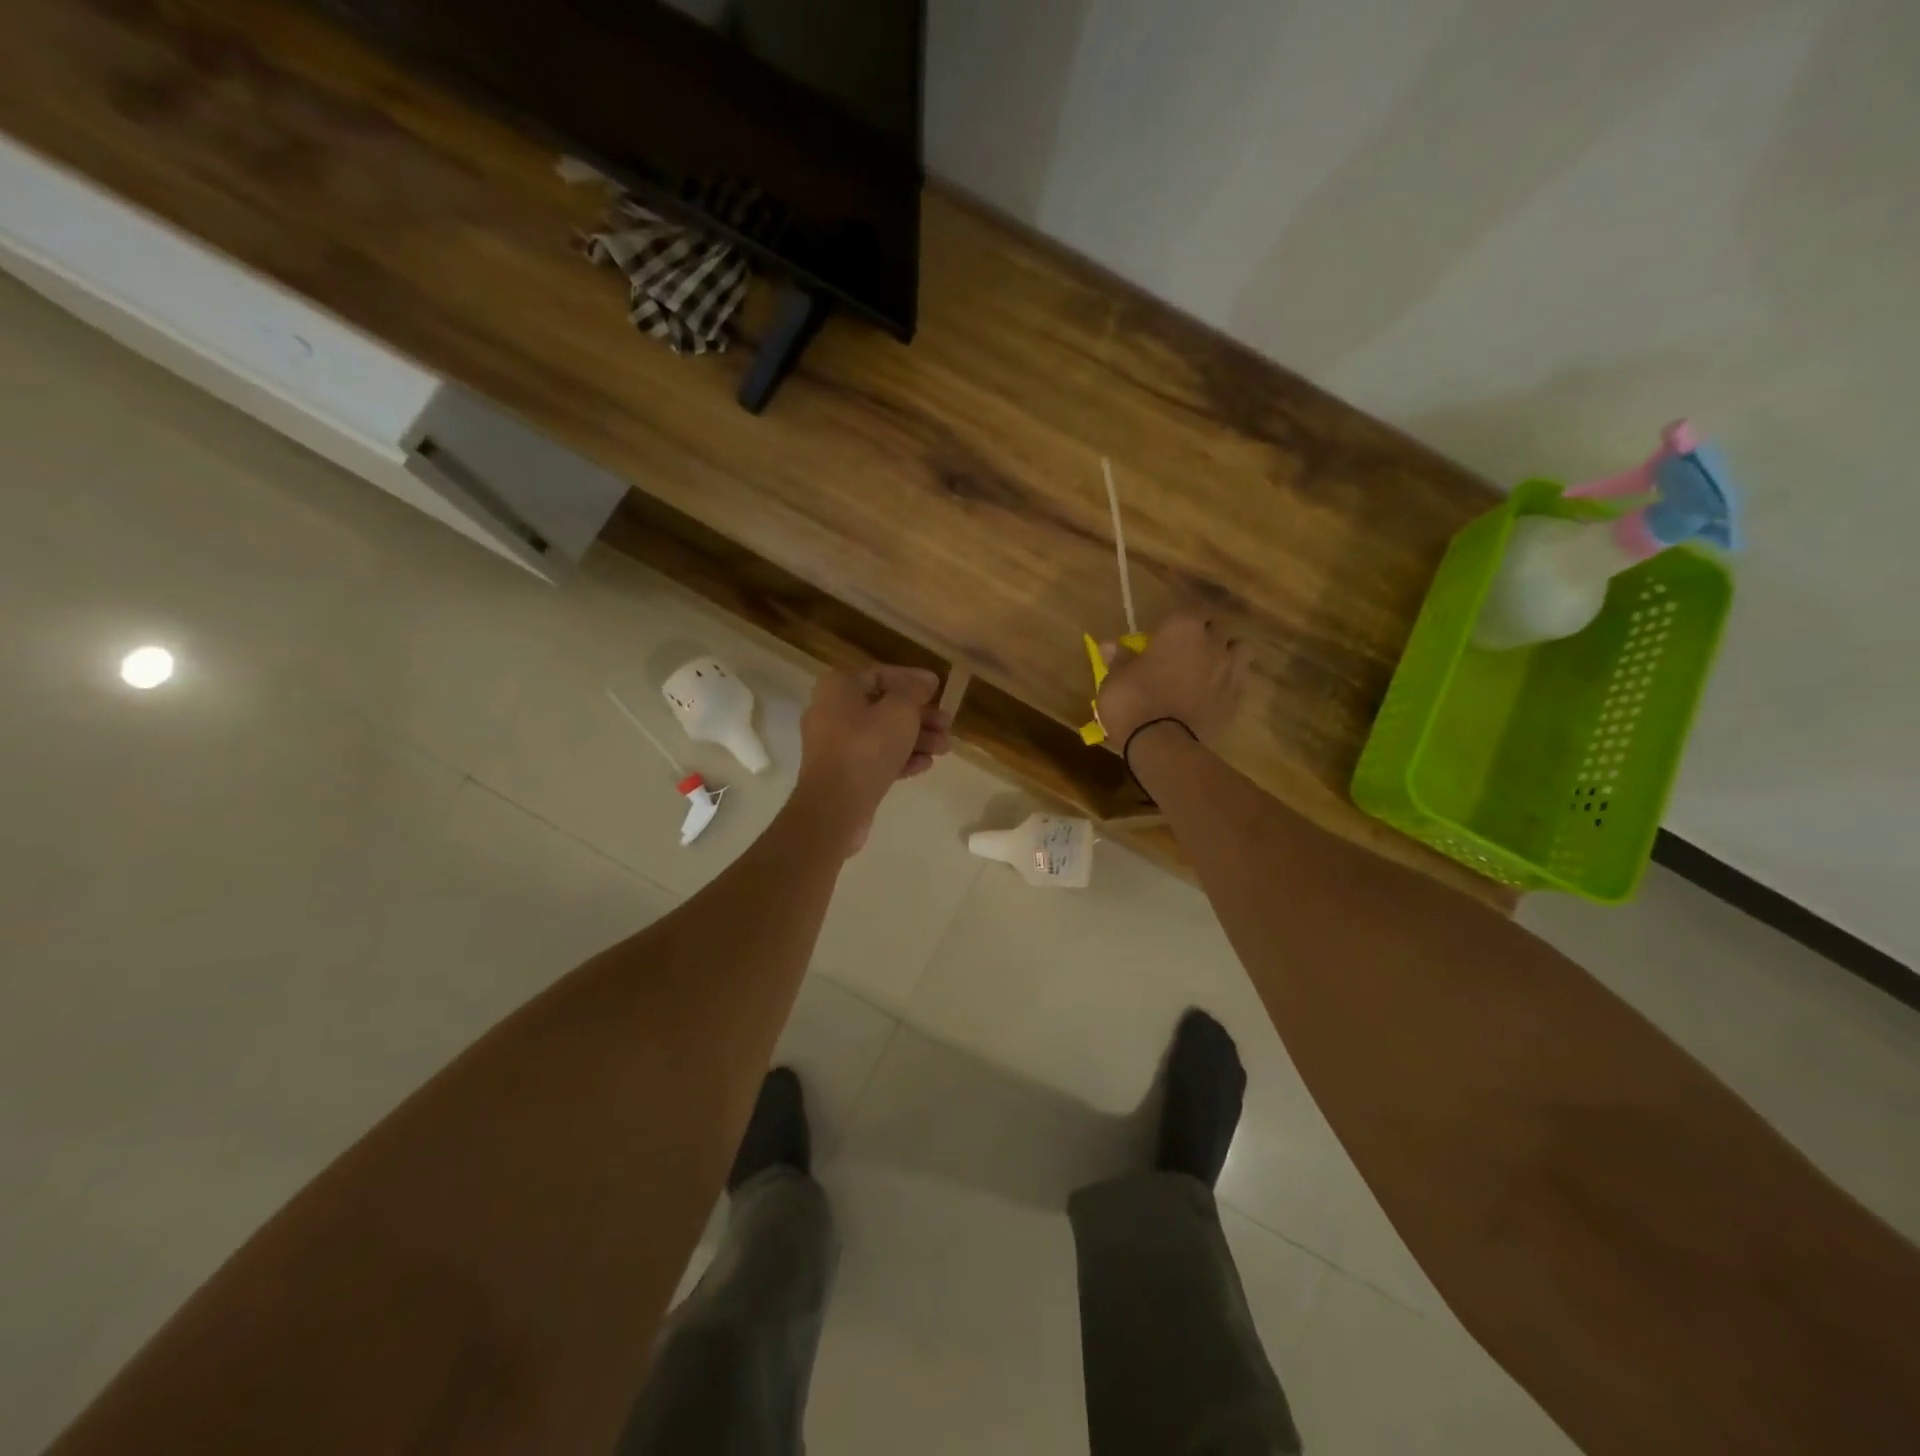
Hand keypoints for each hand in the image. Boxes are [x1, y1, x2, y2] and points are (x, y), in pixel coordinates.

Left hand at [796, 665, 952, 852]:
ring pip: (882, 734)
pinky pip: (874, 757)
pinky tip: (925, 764)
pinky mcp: (841, 772)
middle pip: (883, 707)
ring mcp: (834, 744)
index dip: (913, 680)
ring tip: (944, 748)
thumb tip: (925, 680)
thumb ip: (915, 691)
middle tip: (947, 725)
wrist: (835, 806)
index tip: (939, 688)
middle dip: (920, 716)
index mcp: (838, 687)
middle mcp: (831, 711)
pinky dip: (899, 758)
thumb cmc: (868, 747)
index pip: (881, 675)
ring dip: (916, 739)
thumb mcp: (900, 711)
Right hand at [1096, 611, 1248, 746]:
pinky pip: (1237, 682)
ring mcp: (1230, 671)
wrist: (1162, 744)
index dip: (1176, 623)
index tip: (1163, 635)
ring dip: (1225, 655)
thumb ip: (1118, 658)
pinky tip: (1211, 696)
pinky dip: (1227, 685)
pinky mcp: (1236, 699)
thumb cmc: (1132, 701)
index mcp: (1181, 628)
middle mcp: (1212, 642)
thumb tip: (1110, 645)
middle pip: (1215, 628)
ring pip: (1238, 650)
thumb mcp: (1114, 678)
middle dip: (1202, 636)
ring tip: (1208, 669)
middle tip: (1183, 652)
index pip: (1187, 610)